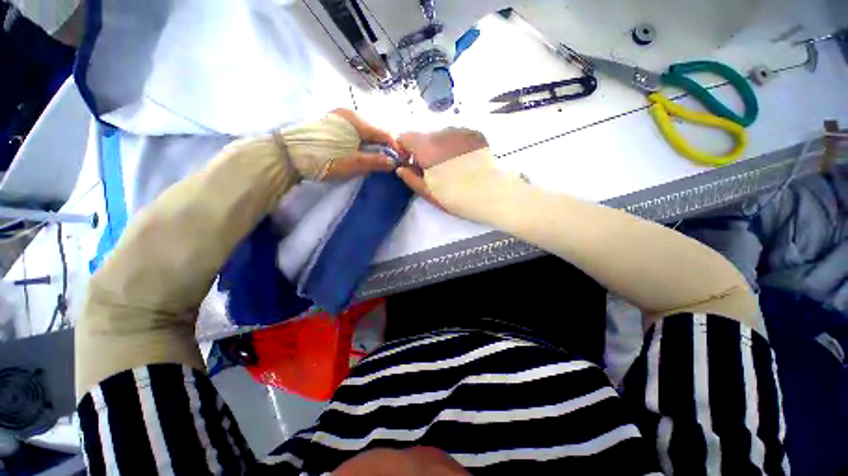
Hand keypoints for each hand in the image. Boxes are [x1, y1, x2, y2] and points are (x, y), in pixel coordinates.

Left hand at [280, 108, 397, 181]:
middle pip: (374, 131)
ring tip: (373, 160)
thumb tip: (394, 162)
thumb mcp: (353, 163)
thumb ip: (375, 161)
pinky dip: (360, 143)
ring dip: (371, 146)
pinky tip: (358, 153)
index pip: (384, 133)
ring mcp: (337, 117)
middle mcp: (348, 114)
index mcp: (356, 121)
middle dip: (382, 147)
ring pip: (363, 132)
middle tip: (386, 162)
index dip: (394, 147)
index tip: (399, 160)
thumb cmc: (324, 159)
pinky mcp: (329, 124)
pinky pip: (352, 132)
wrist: (287, 155)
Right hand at [395, 128, 488, 207]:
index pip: (404, 137)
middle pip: (424, 137)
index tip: (411, 164)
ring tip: (452, 167)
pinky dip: (455, 146)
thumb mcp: (429, 193)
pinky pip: (457, 136)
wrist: (492, 193)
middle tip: (433, 170)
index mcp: (426, 148)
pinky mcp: (474, 134)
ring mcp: (459, 131)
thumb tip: (401, 169)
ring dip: (440, 148)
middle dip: (423, 151)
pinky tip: (464, 161)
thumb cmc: (457, 197)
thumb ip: (411, 179)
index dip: (404, 150)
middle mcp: (441, 133)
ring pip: (441, 136)